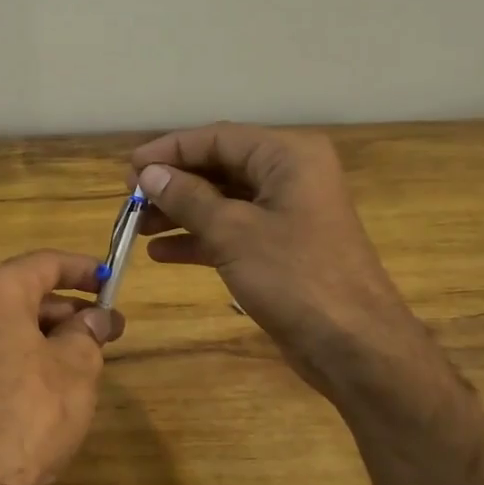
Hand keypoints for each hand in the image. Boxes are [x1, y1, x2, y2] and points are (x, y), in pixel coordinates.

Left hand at [0, 250, 123, 484]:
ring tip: (89, 357)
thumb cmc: (32, 409)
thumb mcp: (76, 365)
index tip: (111, 279)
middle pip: (25, 295)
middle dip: (69, 308)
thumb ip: (87, 332)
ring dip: (50, 335)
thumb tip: (96, 317)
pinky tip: (56, 383)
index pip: (44, 263)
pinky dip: (27, 357)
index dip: (82, 268)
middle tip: (108, 327)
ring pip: (10, 327)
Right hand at [132, 123, 422, 398]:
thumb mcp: (234, 232)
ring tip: (137, 227)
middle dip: (173, 183)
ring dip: (180, 212)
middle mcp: (289, 175)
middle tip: (130, 200)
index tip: (129, 168)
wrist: (354, 346)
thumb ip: (188, 198)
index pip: (218, 138)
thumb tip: (148, 173)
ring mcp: (287, 213)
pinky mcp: (281, 247)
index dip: (170, 150)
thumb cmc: (295, 277)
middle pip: (219, 167)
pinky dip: (199, 238)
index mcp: (288, 156)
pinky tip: (162, 253)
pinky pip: (232, 231)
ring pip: (223, 201)